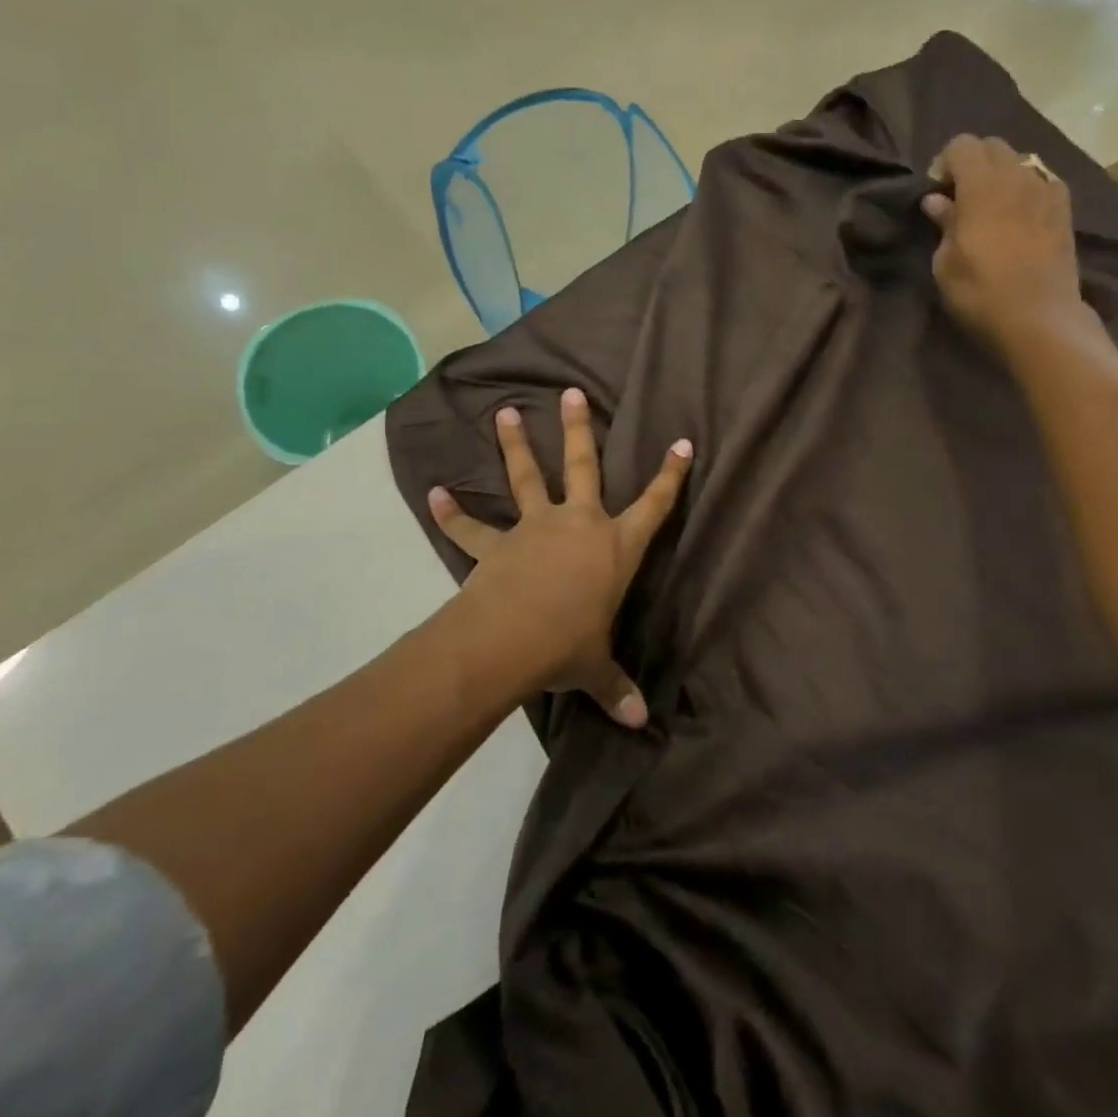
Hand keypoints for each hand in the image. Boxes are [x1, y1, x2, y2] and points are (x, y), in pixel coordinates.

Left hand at [428, 388, 691, 727]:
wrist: (510, 641)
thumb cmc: (568, 646)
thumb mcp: (596, 669)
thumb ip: (617, 689)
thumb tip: (642, 725)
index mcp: (614, 547)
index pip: (654, 506)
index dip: (671, 475)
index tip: (682, 442)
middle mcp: (578, 524)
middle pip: (582, 467)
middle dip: (578, 429)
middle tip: (570, 392)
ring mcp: (534, 528)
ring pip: (526, 478)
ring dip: (514, 445)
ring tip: (505, 412)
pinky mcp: (496, 545)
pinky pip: (471, 527)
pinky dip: (452, 512)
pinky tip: (435, 493)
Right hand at [921, 134, 1090, 354]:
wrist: (1039, 318)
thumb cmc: (980, 293)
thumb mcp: (946, 263)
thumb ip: (943, 224)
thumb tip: (936, 200)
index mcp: (981, 186)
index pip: (961, 144)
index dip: (944, 163)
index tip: (938, 193)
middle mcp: (1016, 177)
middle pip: (993, 146)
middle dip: (973, 163)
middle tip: (961, 198)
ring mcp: (1045, 191)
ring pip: (1020, 162)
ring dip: (1001, 176)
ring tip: (993, 208)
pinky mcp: (1065, 210)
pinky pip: (1044, 182)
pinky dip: (1028, 189)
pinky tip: (1022, 216)